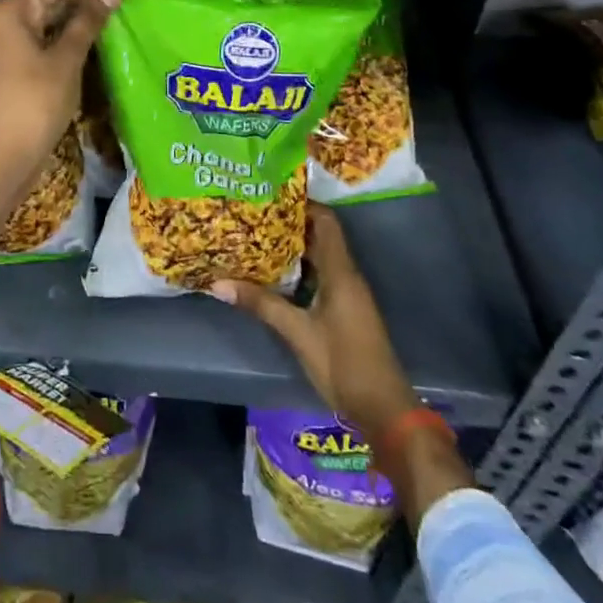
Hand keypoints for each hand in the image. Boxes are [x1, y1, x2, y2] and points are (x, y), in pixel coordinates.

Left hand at [0, 0, 120, 180]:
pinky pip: (34, 44)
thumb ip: (89, 20)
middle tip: (116, 8)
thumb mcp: (67, 57)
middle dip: (78, 4)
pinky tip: (85, 50)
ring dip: (70, 25)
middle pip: (43, 1)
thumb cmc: (36, 99)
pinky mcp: (5, 68)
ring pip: (40, 24)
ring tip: (107, 27)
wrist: (3, 155)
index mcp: (9, 10)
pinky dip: (57, 43)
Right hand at [211, 204, 415, 438]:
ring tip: (257, 236)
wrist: (384, 409)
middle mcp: (346, 275)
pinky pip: (320, 276)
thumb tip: (218, 283)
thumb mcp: (298, 333)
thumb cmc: (344, 363)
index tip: (272, 192)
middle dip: (290, 223)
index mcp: (341, 272)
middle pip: (320, 236)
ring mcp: (347, 293)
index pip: (325, 222)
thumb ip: (261, 304)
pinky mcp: (343, 310)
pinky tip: (273, 274)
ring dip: (293, 247)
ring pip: (319, 257)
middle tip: (255, 213)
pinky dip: (299, 269)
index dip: (303, 204)